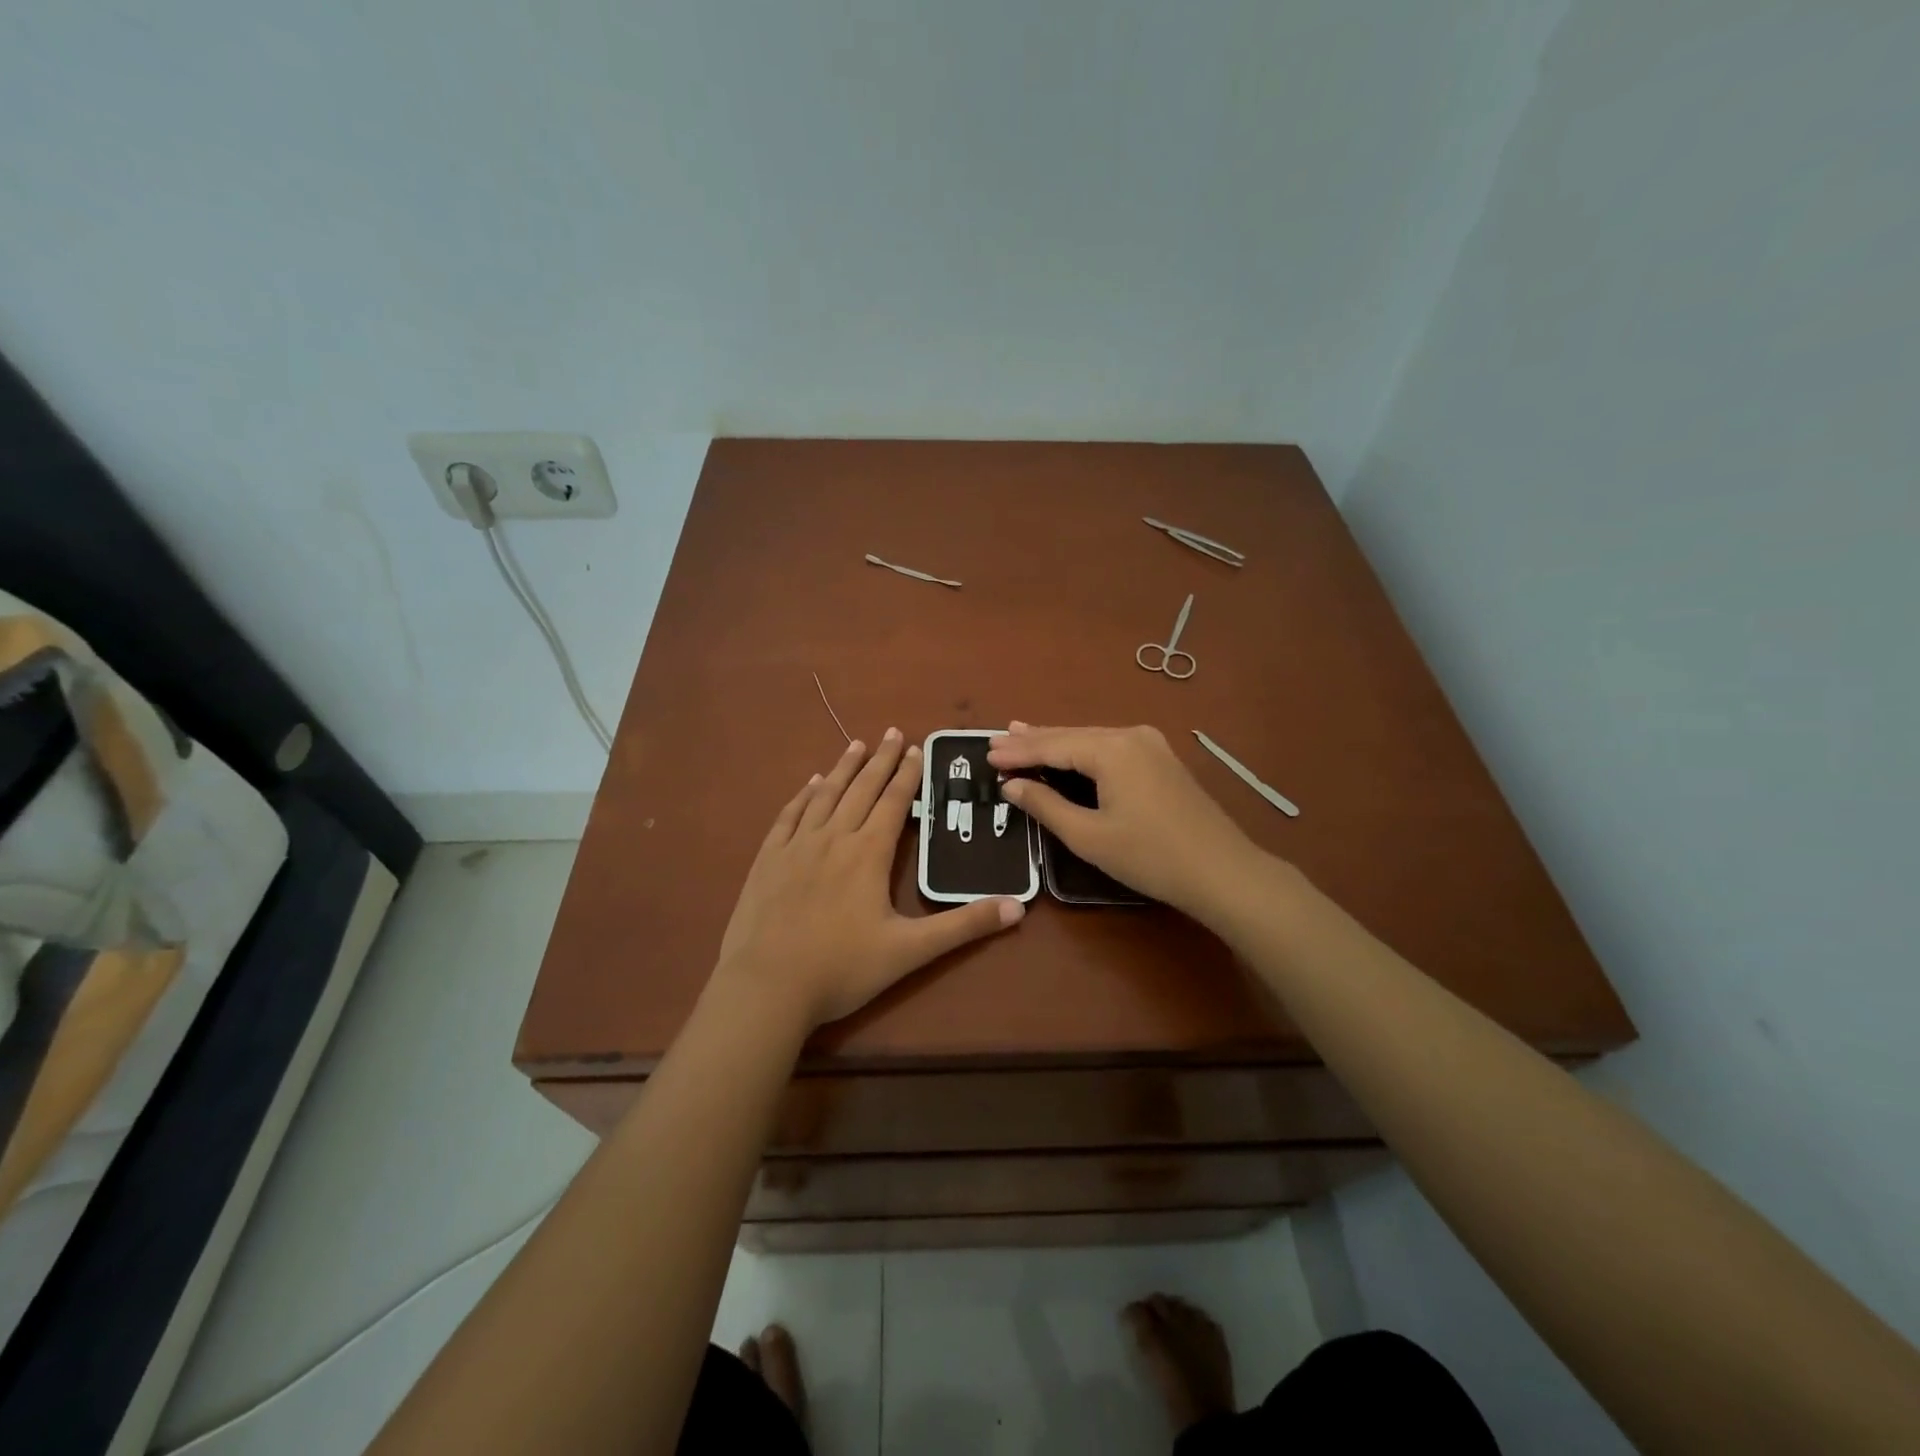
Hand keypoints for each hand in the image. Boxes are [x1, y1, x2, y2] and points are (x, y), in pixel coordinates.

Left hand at [713, 730, 1024, 1030]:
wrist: (767, 987)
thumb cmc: (842, 968)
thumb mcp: (910, 951)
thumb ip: (964, 926)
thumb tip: (1018, 907)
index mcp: (868, 852)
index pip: (894, 801)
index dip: (907, 774)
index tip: (915, 748)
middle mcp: (834, 837)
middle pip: (861, 788)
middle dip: (880, 760)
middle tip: (892, 732)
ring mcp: (796, 845)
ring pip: (824, 794)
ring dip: (843, 768)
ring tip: (856, 745)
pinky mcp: (767, 859)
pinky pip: (788, 815)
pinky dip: (802, 795)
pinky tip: (809, 784)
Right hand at [988, 723, 1263, 920]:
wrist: (1222, 871)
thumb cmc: (1149, 857)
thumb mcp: (1088, 835)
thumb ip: (1046, 805)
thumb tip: (1013, 786)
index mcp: (1111, 749)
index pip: (1053, 745)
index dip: (1018, 752)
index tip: (986, 754)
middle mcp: (1131, 735)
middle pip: (1071, 736)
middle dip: (1033, 741)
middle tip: (997, 741)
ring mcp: (1151, 745)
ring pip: (1091, 740)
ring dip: (1057, 743)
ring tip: (1021, 736)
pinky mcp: (1161, 759)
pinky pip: (1110, 748)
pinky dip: (1082, 751)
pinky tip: (1068, 751)